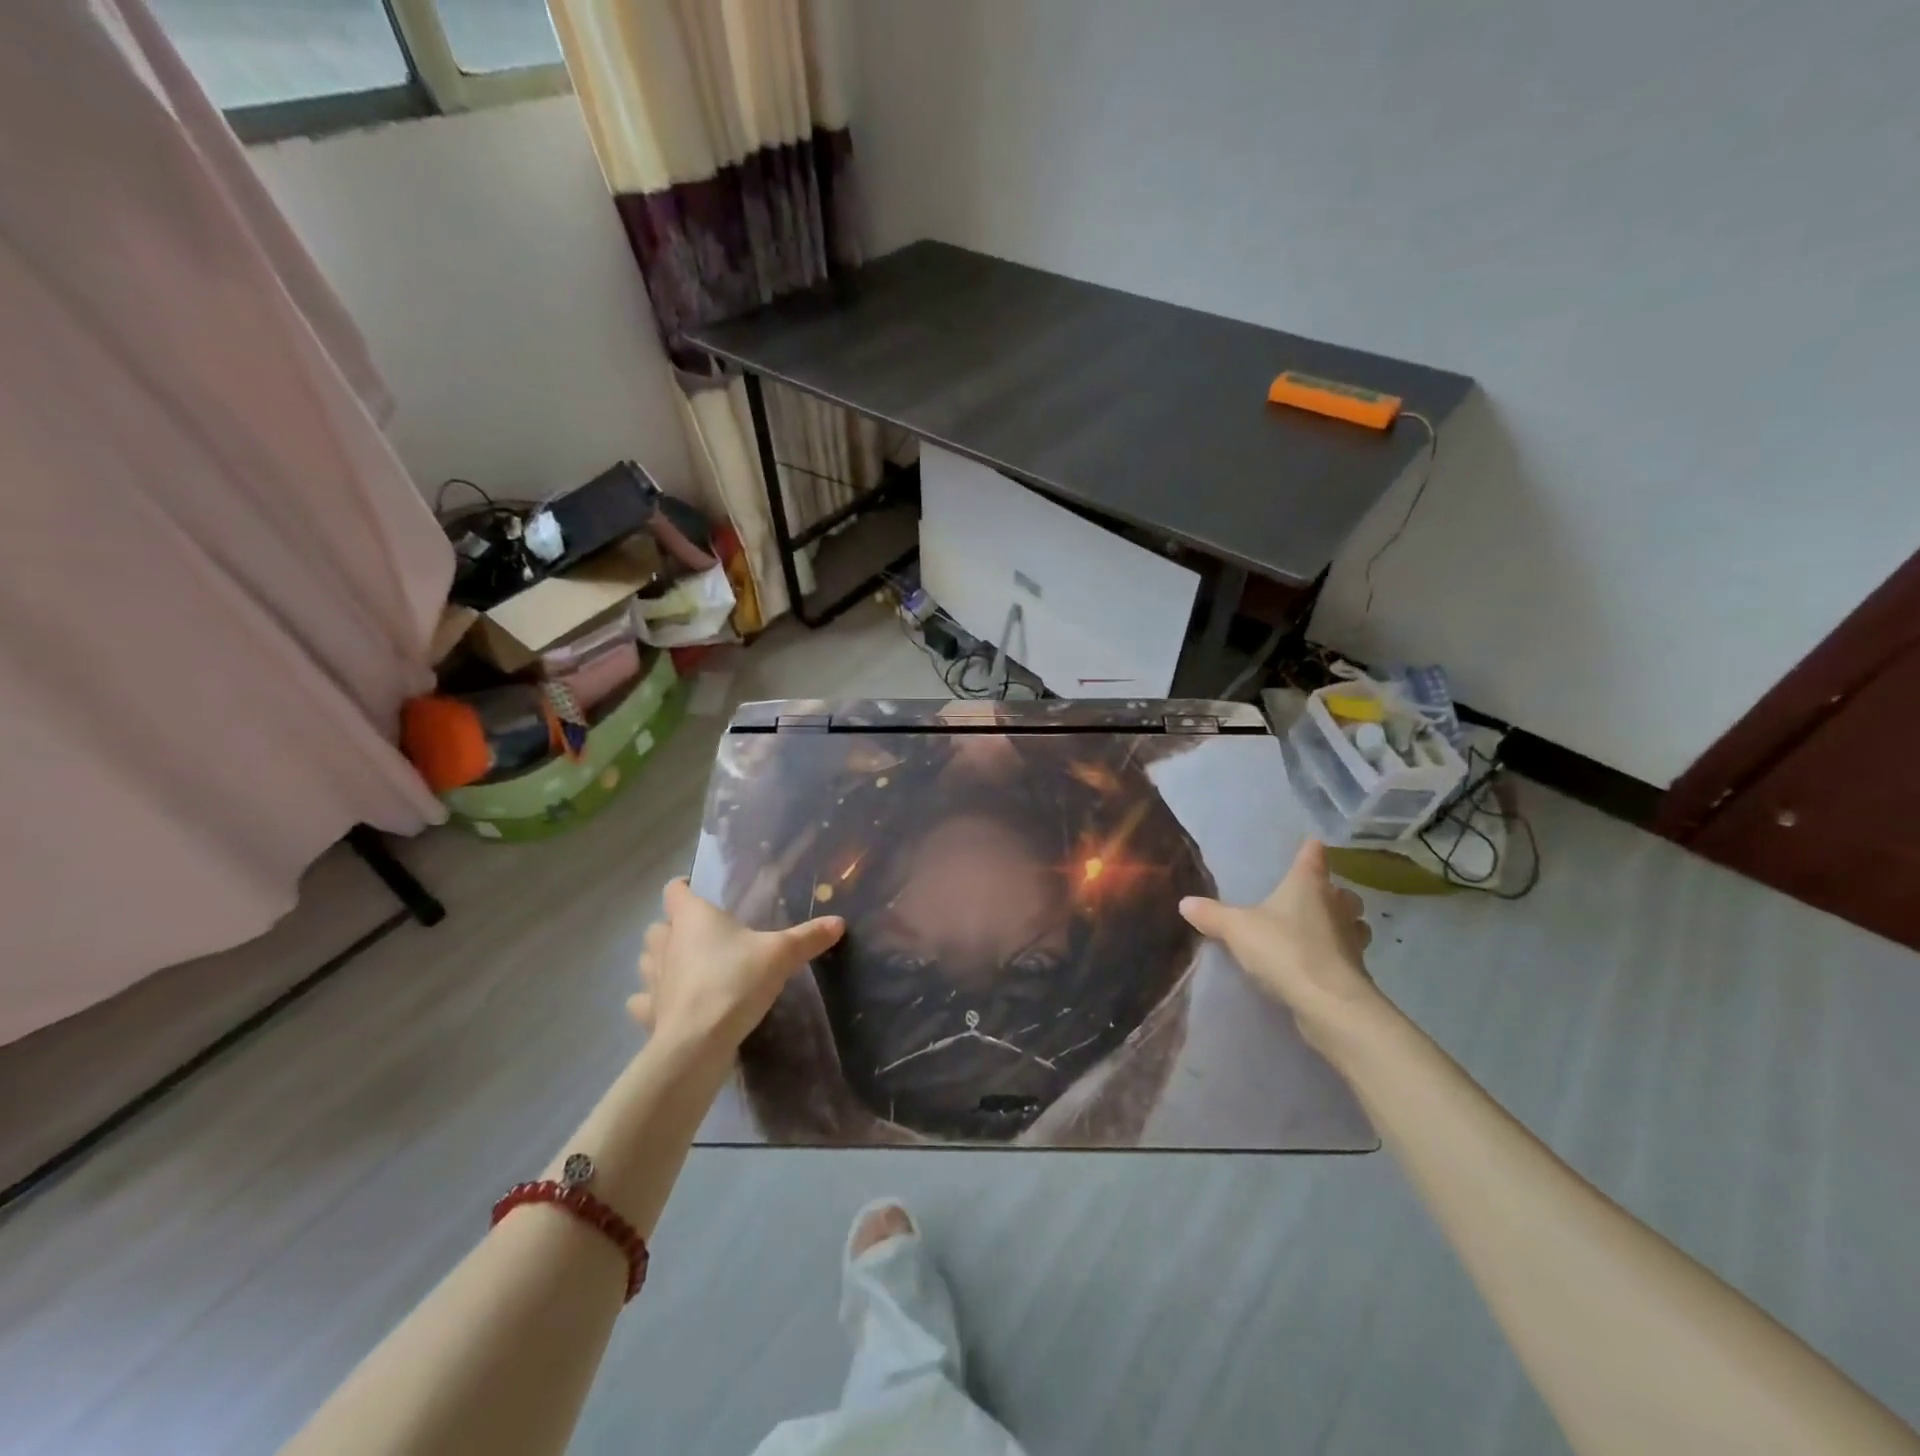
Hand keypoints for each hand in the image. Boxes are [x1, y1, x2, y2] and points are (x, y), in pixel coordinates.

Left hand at [627, 879, 843, 1050]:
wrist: (698, 1042)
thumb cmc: (735, 982)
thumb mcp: (780, 955)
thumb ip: (808, 937)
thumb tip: (839, 921)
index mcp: (692, 918)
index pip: (675, 890)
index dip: (684, 887)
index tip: (699, 891)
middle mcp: (666, 942)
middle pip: (659, 925)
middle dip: (673, 927)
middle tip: (702, 935)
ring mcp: (653, 979)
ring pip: (647, 960)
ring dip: (660, 960)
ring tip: (685, 967)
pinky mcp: (649, 1013)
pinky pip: (644, 1001)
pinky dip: (652, 1000)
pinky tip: (670, 1005)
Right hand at [1179, 839, 1388, 1053]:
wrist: (1328, 1003)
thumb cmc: (1283, 949)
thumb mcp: (1236, 929)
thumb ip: (1211, 915)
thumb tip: (1185, 902)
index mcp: (1308, 885)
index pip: (1314, 856)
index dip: (1311, 849)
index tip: (1311, 844)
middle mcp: (1336, 905)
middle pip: (1340, 891)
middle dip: (1331, 892)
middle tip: (1313, 896)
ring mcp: (1351, 939)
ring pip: (1353, 923)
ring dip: (1342, 924)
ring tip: (1322, 930)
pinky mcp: (1356, 971)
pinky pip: (1349, 954)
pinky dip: (1338, 955)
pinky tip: (1320, 963)